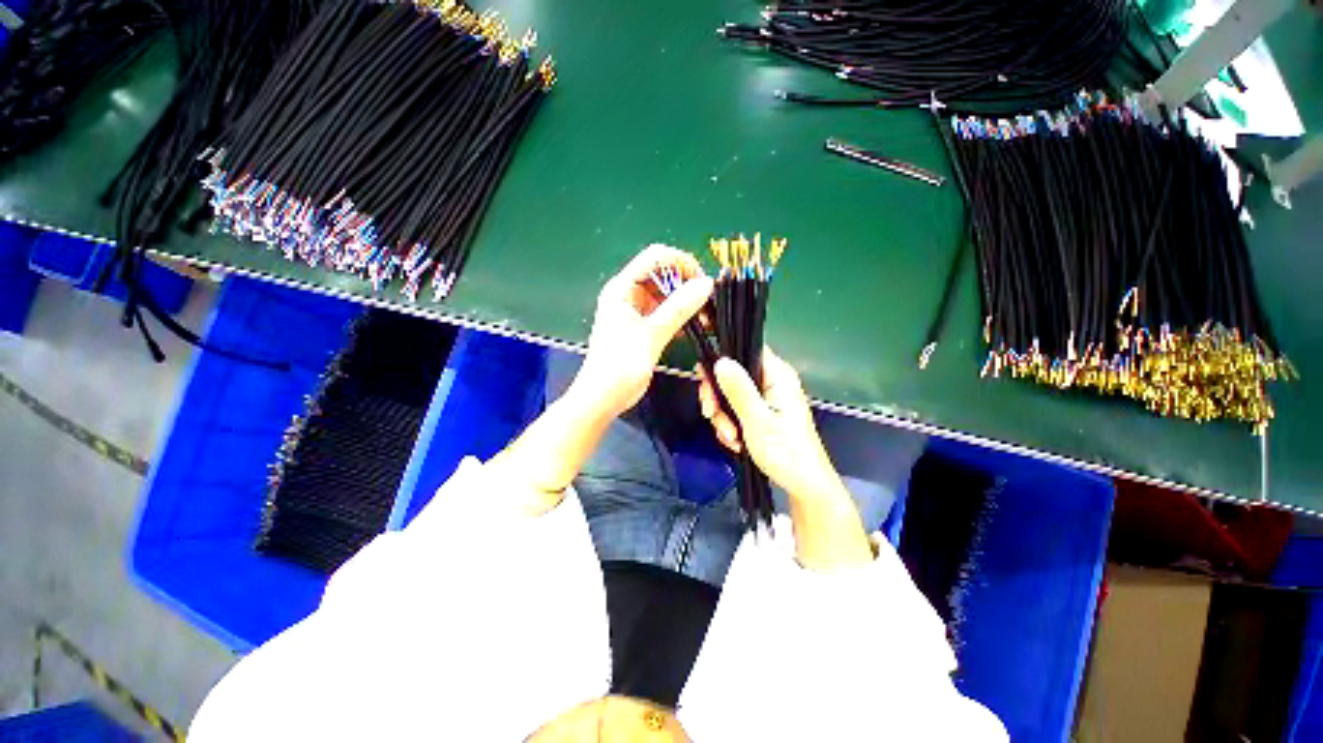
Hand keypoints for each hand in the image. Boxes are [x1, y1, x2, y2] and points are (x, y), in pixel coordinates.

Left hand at [575, 245, 713, 420]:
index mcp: (622, 288)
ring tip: (704, 318)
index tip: (702, 281)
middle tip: (707, 303)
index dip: (681, 262)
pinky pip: (665, 313)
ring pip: (666, 295)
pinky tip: (692, 328)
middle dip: (686, 285)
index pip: (655, 257)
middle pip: (662, 274)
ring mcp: (635, 311)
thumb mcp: (650, 335)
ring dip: (686, 303)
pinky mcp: (642, 327)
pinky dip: (679, 317)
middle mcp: (628, 294)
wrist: (602, 398)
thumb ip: (678, 309)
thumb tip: (705, 284)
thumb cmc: (619, 366)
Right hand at [697, 348, 847, 504]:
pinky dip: (731, 425)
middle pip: (731, 375)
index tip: (705, 383)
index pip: (743, 350)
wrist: (804, 486)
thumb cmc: (786, 453)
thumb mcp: (757, 421)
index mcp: (777, 375)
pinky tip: (736, 442)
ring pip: (730, 395)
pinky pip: (736, 410)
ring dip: (724, 418)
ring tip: (732, 439)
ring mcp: (766, 397)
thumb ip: (738, 390)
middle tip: (713, 417)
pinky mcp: (762, 412)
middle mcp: (771, 381)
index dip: (720, 361)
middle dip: (719, 400)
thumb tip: (720, 360)